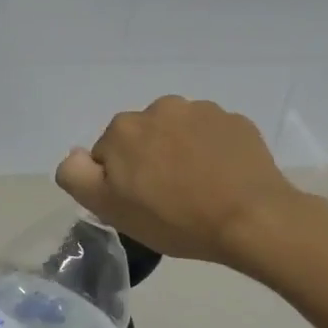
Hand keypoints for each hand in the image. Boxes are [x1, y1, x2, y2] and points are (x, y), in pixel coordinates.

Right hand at [56, 96, 309, 268]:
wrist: (251, 219)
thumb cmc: (174, 219)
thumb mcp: (110, 208)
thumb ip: (77, 175)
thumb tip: (77, 154)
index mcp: (124, 129)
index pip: (108, 155)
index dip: (120, 182)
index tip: (140, 205)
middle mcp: (159, 108)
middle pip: (143, 139)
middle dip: (150, 161)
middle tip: (169, 199)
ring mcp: (202, 111)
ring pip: (178, 134)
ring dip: (181, 153)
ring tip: (200, 189)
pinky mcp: (235, 122)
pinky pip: (212, 136)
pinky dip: (212, 152)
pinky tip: (223, 179)